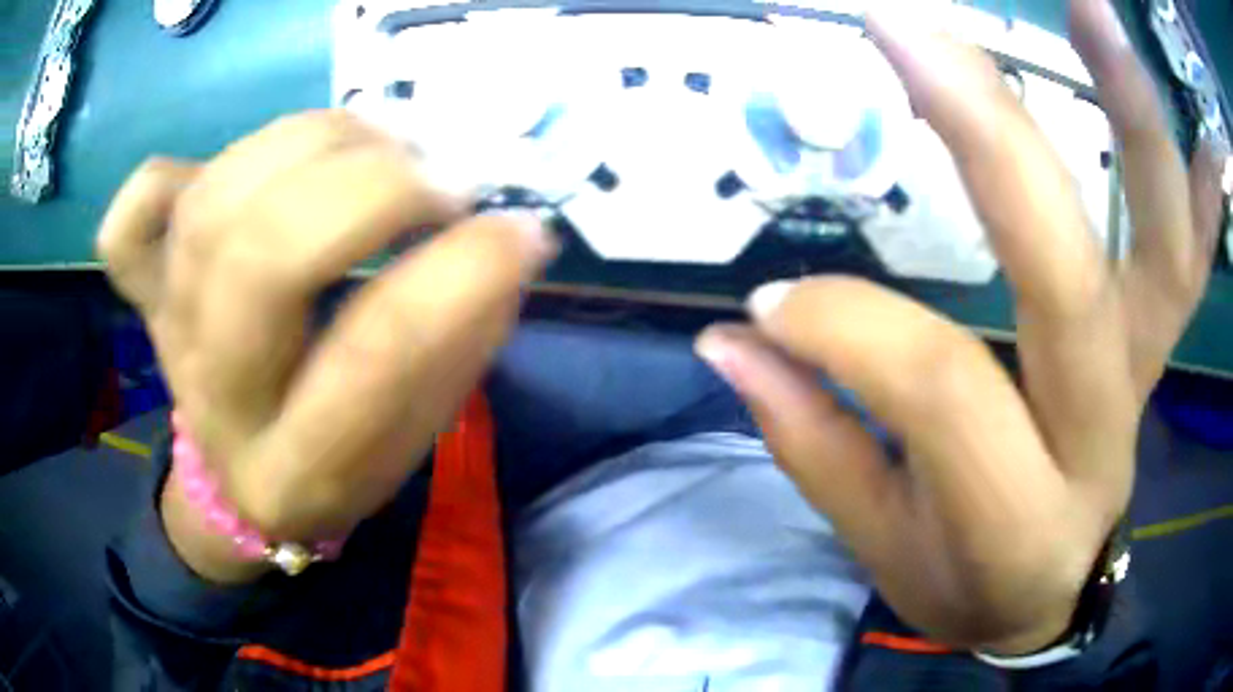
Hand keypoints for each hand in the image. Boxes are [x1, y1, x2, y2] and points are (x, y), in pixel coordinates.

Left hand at [97, 111, 554, 581]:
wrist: (240, 482)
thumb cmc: (341, 464)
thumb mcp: (417, 435)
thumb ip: (464, 338)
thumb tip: (509, 233)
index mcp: (297, 471)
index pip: (371, 360)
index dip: (458, 276)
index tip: (521, 229)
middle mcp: (216, 400)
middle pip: (261, 259)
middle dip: (371, 190)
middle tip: (442, 176)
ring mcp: (167, 333)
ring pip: (212, 204)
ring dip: (313, 142)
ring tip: (378, 143)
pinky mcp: (144, 292)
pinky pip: (132, 218)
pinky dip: (169, 175)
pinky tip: (237, 175)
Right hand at [697, 0, 1227, 653]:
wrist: (1047, 597)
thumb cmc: (964, 584)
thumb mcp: (882, 548)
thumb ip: (813, 442)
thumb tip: (734, 338)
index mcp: (1015, 513)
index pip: (938, 387)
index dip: (846, 327)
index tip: (773, 302)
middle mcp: (1098, 431)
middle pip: (1066, 274)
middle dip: (990, 136)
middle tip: (904, 26)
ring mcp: (1143, 372)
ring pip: (1163, 241)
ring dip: (1134, 114)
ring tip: (1088, 10)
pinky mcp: (1160, 343)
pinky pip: (1193, 253)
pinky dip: (1201, 181)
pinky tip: (1190, 113)